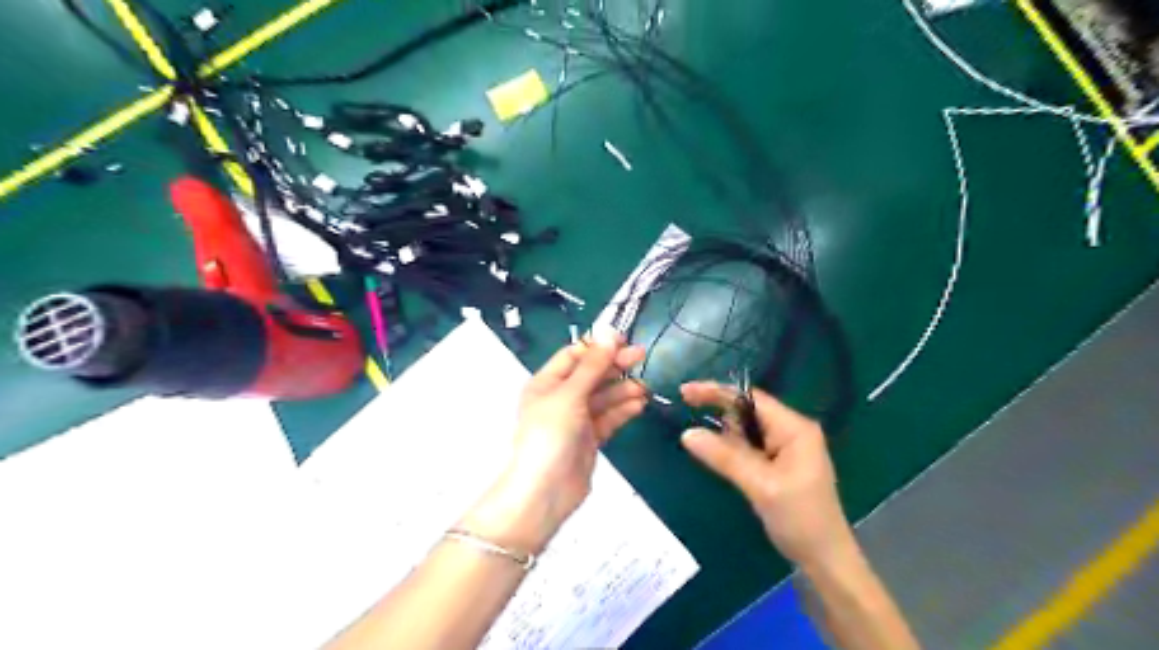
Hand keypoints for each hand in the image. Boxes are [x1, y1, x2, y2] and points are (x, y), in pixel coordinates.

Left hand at [463, 336, 648, 552]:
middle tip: (641, 356)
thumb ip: (592, 365)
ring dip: (622, 390)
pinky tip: (639, 404)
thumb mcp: (570, 395)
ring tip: (645, 387)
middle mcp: (561, 397)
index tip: (624, 341)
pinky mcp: (589, 439)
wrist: (545, 491)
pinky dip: (623, 410)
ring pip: (603, 397)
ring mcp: (575, 419)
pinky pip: (608, 418)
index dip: (598, 346)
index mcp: (547, 382)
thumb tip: (609, 332)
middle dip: (614, 366)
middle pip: (591, 374)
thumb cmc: (550, 435)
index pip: (574, 355)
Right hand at [680, 385, 848, 571]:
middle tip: (687, 416)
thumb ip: (725, 457)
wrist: (824, 560)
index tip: (685, 392)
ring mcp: (786, 447)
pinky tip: (718, 456)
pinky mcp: (779, 462)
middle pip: (747, 410)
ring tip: (704, 445)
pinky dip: (732, 448)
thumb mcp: (761, 486)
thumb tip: (687, 433)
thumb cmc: (800, 519)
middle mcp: (792, 430)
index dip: (716, 392)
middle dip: (718, 412)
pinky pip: (749, 445)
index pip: (751, 398)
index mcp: (794, 428)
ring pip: (746, 429)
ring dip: (724, 434)